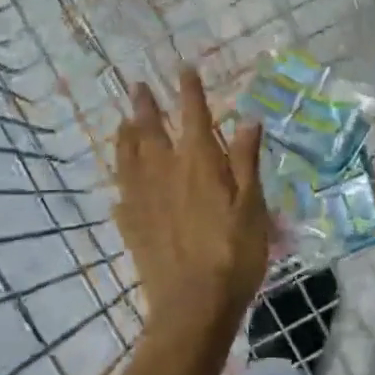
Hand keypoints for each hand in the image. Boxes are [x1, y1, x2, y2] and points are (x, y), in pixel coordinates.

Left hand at [114, 67, 269, 347]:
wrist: (193, 305)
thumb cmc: (234, 254)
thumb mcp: (253, 206)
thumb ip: (247, 161)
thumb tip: (247, 119)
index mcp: (199, 163)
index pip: (194, 116)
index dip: (189, 91)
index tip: (183, 69)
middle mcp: (165, 172)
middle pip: (150, 131)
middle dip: (145, 105)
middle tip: (137, 87)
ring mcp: (143, 199)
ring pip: (128, 157)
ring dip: (126, 135)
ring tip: (124, 122)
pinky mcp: (131, 225)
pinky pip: (121, 192)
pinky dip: (121, 178)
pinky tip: (122, 180)